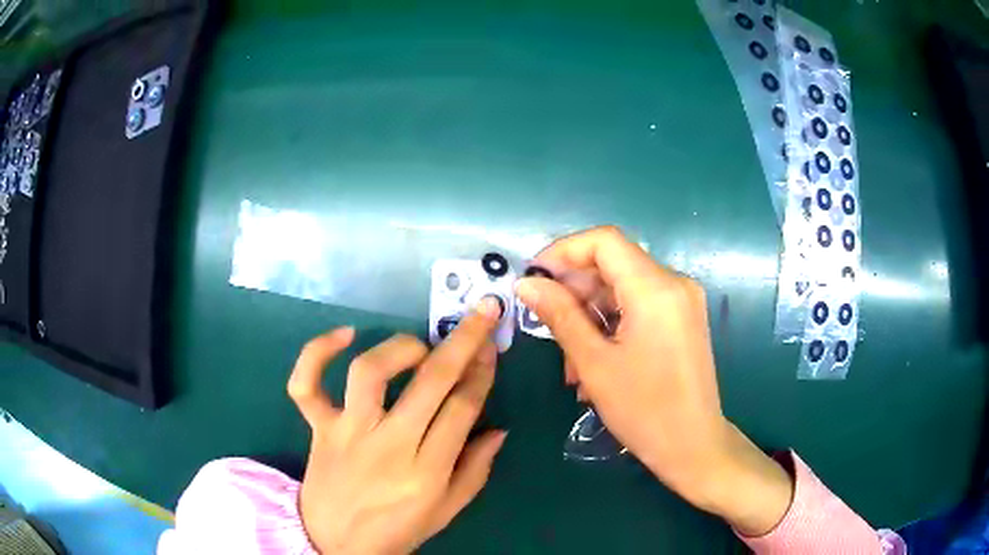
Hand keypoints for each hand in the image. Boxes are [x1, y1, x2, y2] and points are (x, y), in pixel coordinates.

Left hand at [288, 298, 506, 553]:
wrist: (333, 543)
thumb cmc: (396, 530)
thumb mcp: (447, 511)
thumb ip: (475, 471)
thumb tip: (499, 429)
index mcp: (427, 472)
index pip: (463, 407)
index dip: (482, 372)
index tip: (491, 348)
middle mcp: (388, 445)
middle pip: (431, 381)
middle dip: (463, 341)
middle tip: (480, 313)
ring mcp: (347, 432)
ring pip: (369, 372)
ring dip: (401, 347)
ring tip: (419, 346)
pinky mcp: (317, 427)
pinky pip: (306, 384)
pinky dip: (317, 352)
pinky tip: (344, 335)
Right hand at [515, 226, 792, 535]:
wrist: (693, 446)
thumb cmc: (644, 410)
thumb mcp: (595, 363)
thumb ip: (560, 315)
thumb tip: (526, 284)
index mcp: (656, 288)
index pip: (604, 241)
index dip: (564, 251)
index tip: (535, 279)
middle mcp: (674, 283)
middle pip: (613, 264)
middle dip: (575, 291)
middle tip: (546, 326)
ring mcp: (682, 301)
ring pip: (623, 288)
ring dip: (590, 314)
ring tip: (571, 361)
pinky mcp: (683, 318)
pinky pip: (639, 306)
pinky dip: (612, 324)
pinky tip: (595, 360)